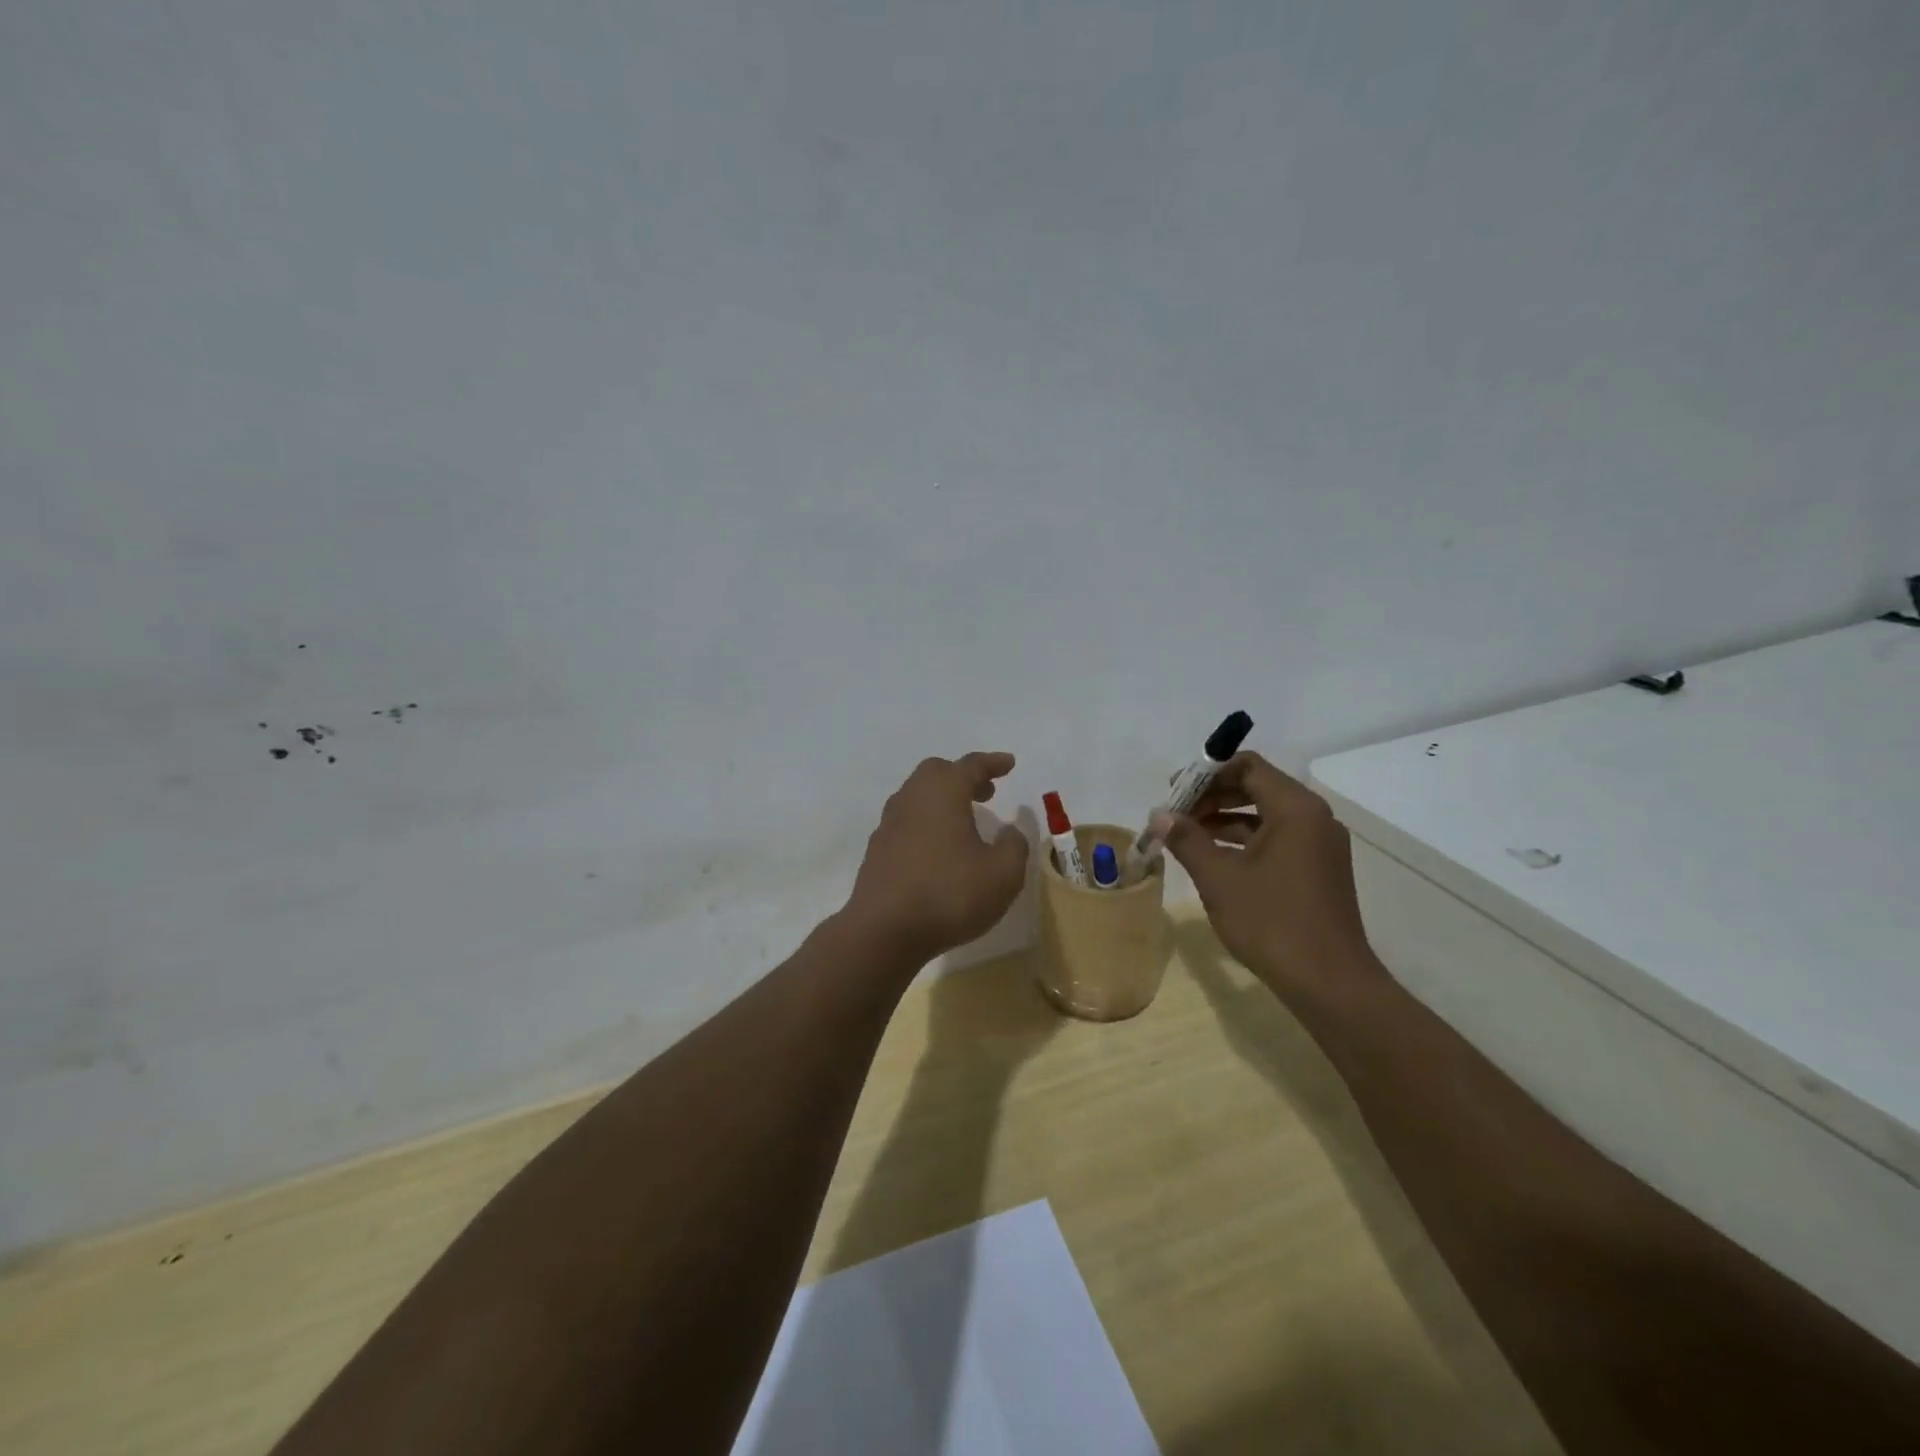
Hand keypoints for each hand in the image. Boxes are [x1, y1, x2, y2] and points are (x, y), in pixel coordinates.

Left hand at [841, 752, 1030, 964]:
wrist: (883, 931)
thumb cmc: (949, 895)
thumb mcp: (1002, 874)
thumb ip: (1014, 846)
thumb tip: (1010, 831)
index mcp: (943, 793)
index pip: (970, 765)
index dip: (992, 762)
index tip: (1009, 764)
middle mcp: (912, 799)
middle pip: (937, 772)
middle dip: (963, 776)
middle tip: (986, 792)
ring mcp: (889, 824)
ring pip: (917, 796)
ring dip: (942, 799)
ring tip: (964, 821)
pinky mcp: (877, 850)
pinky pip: (906, 821)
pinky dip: (926, 822)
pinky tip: (937, 848)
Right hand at [1158, 752, 1383, 1007]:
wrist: (1329, 983)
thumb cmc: (1271, 922)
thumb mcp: (1219, 878)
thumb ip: (1187, 839)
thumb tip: (1158, 815)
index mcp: (1295, 809)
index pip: (1248, 766)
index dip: (1207, 773)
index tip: (1175, 791)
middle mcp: (1314, 817)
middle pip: (1257, 786)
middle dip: (1213, 796)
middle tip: (1176, 813)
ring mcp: (1320, 844)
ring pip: (1266, 814)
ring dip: (1225, 818)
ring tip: (1187, 835)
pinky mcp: (1319, 869)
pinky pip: (1277, 838)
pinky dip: (1245, 840)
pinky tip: (1215, 857)